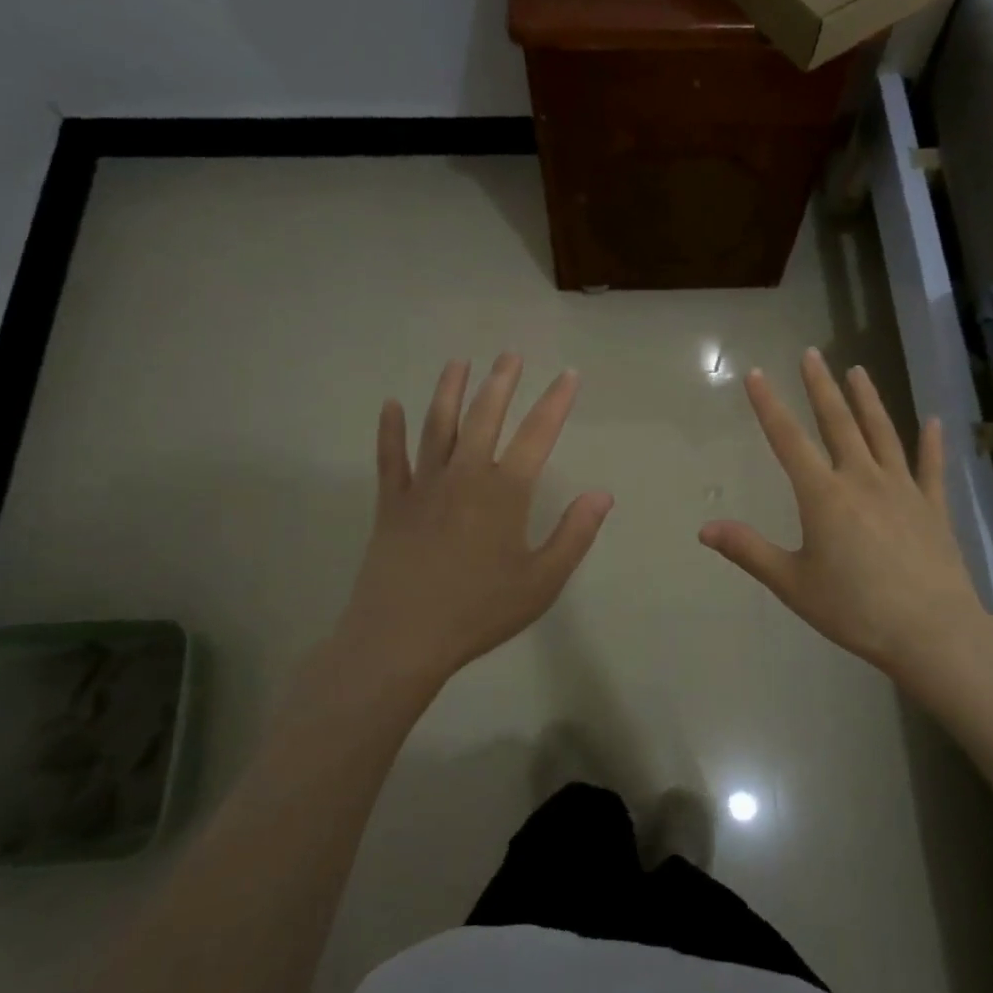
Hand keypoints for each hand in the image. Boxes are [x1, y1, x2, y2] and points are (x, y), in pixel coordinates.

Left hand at [334, 355, 612, 688]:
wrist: (402, 638)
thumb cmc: (480, 611)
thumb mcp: (542, 581)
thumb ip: (574, 534)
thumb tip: (602, 494)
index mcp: (505, 492)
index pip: (538, 434)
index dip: (556, 401)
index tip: (569, 374)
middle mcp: (465, 475)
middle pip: (485, 416)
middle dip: (501, 382)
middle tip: (509, 354)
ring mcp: (423, 486)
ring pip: (438, 426)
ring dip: (449, 391)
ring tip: (458, 362)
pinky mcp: (391, 503)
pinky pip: (390, 458)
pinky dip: (390, 430)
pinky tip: (390, 405)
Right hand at [699, 349, 987, 691]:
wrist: (931, 631)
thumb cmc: (854, 608)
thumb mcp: (792, 583)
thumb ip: (748, 550)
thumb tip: (704, 528)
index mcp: (824, 495)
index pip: (788, 439)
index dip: (769, 405)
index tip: (757, 374)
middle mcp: (862, 479)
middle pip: (838, 423)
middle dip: (821, 387)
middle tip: (812, 354)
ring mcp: (902, 489)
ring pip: (882, 433)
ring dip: (868, 400)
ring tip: (858, 370)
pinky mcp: (933, 507)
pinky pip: (930, 467)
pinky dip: (931, 443)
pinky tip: (934, 421)